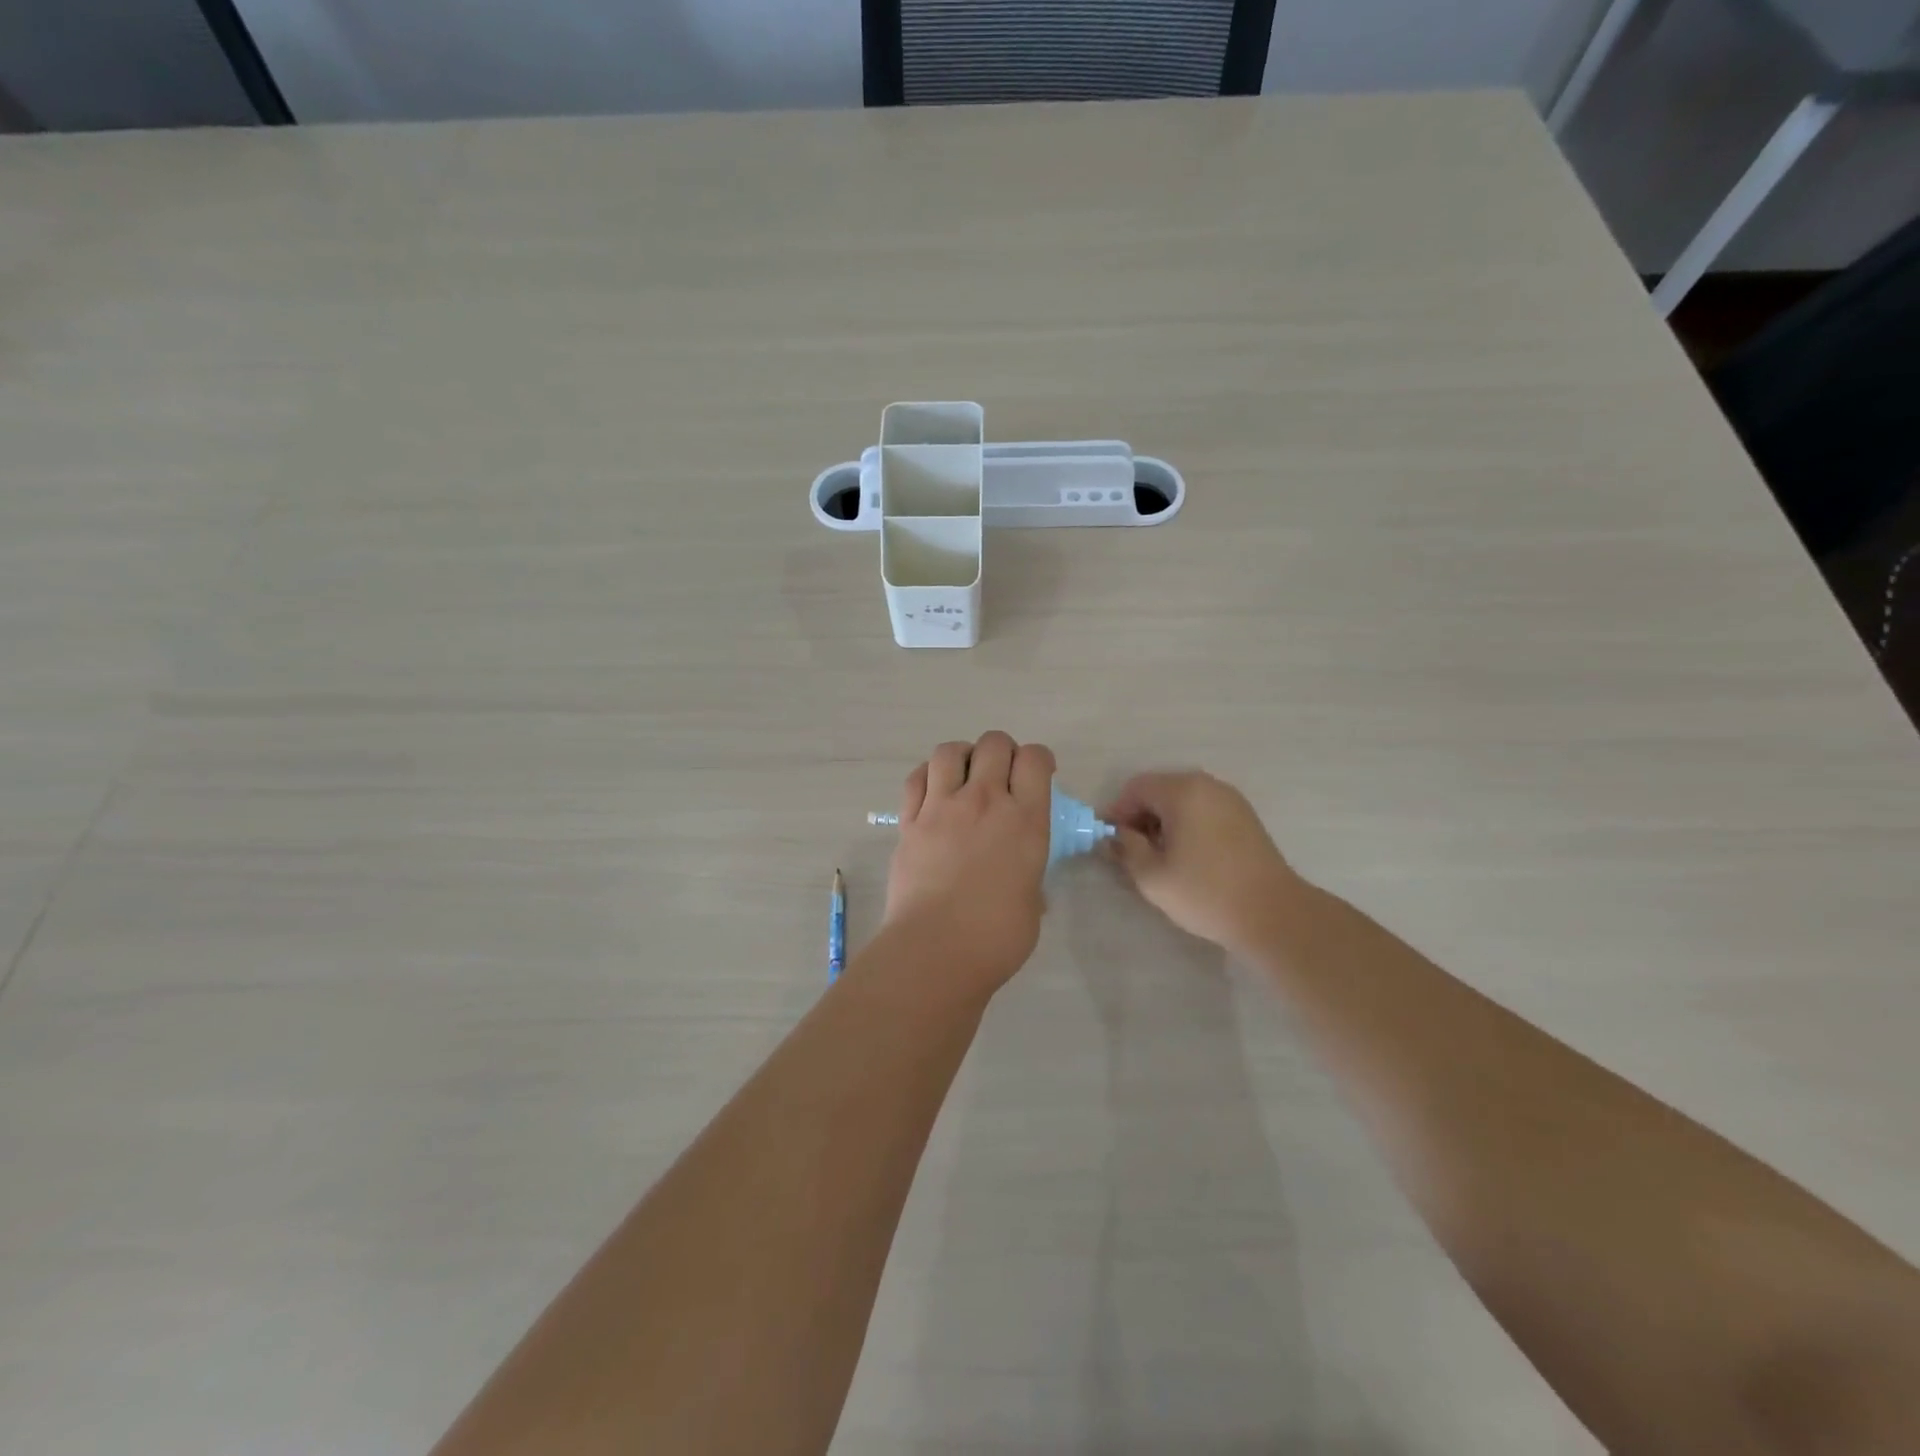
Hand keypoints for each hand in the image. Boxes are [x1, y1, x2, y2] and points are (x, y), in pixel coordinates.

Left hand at [880, 732, 1055, 995]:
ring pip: (949, 750)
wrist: (936, 950)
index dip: (1039, 759)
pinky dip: (927, 776)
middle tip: (1001, 774)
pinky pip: (916, 778)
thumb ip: (1028, 874)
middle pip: (994, 743)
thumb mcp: (1033, 901)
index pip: (1035, 760)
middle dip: (1002, 751)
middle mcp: (985, 802)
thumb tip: (1019, 877)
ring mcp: (942, 808)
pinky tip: (933, 792)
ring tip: (964, 776)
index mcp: (1025, 821)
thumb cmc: (997, 937)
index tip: (1038, 774)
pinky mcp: (909, 822)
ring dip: (962, 756)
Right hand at [1101, 771, 1302, 955]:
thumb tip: (1113, 836)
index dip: (1117, 812)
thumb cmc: (1206, 892)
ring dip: (1163, 821)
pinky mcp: (1245, 816)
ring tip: (1161, 857)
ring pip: (1182, 800)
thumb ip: (1126, 849)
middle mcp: (1207, 785)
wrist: (1274, 914)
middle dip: (1140, 816)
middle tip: (1134, 852)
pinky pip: (1203, 809)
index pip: (1135, 788)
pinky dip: (1187, 824)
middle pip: (1159, 790)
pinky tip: (1189, 856)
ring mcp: (1230, 799)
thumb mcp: (1152, 876)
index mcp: (1182, 791)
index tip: (1111, 842)